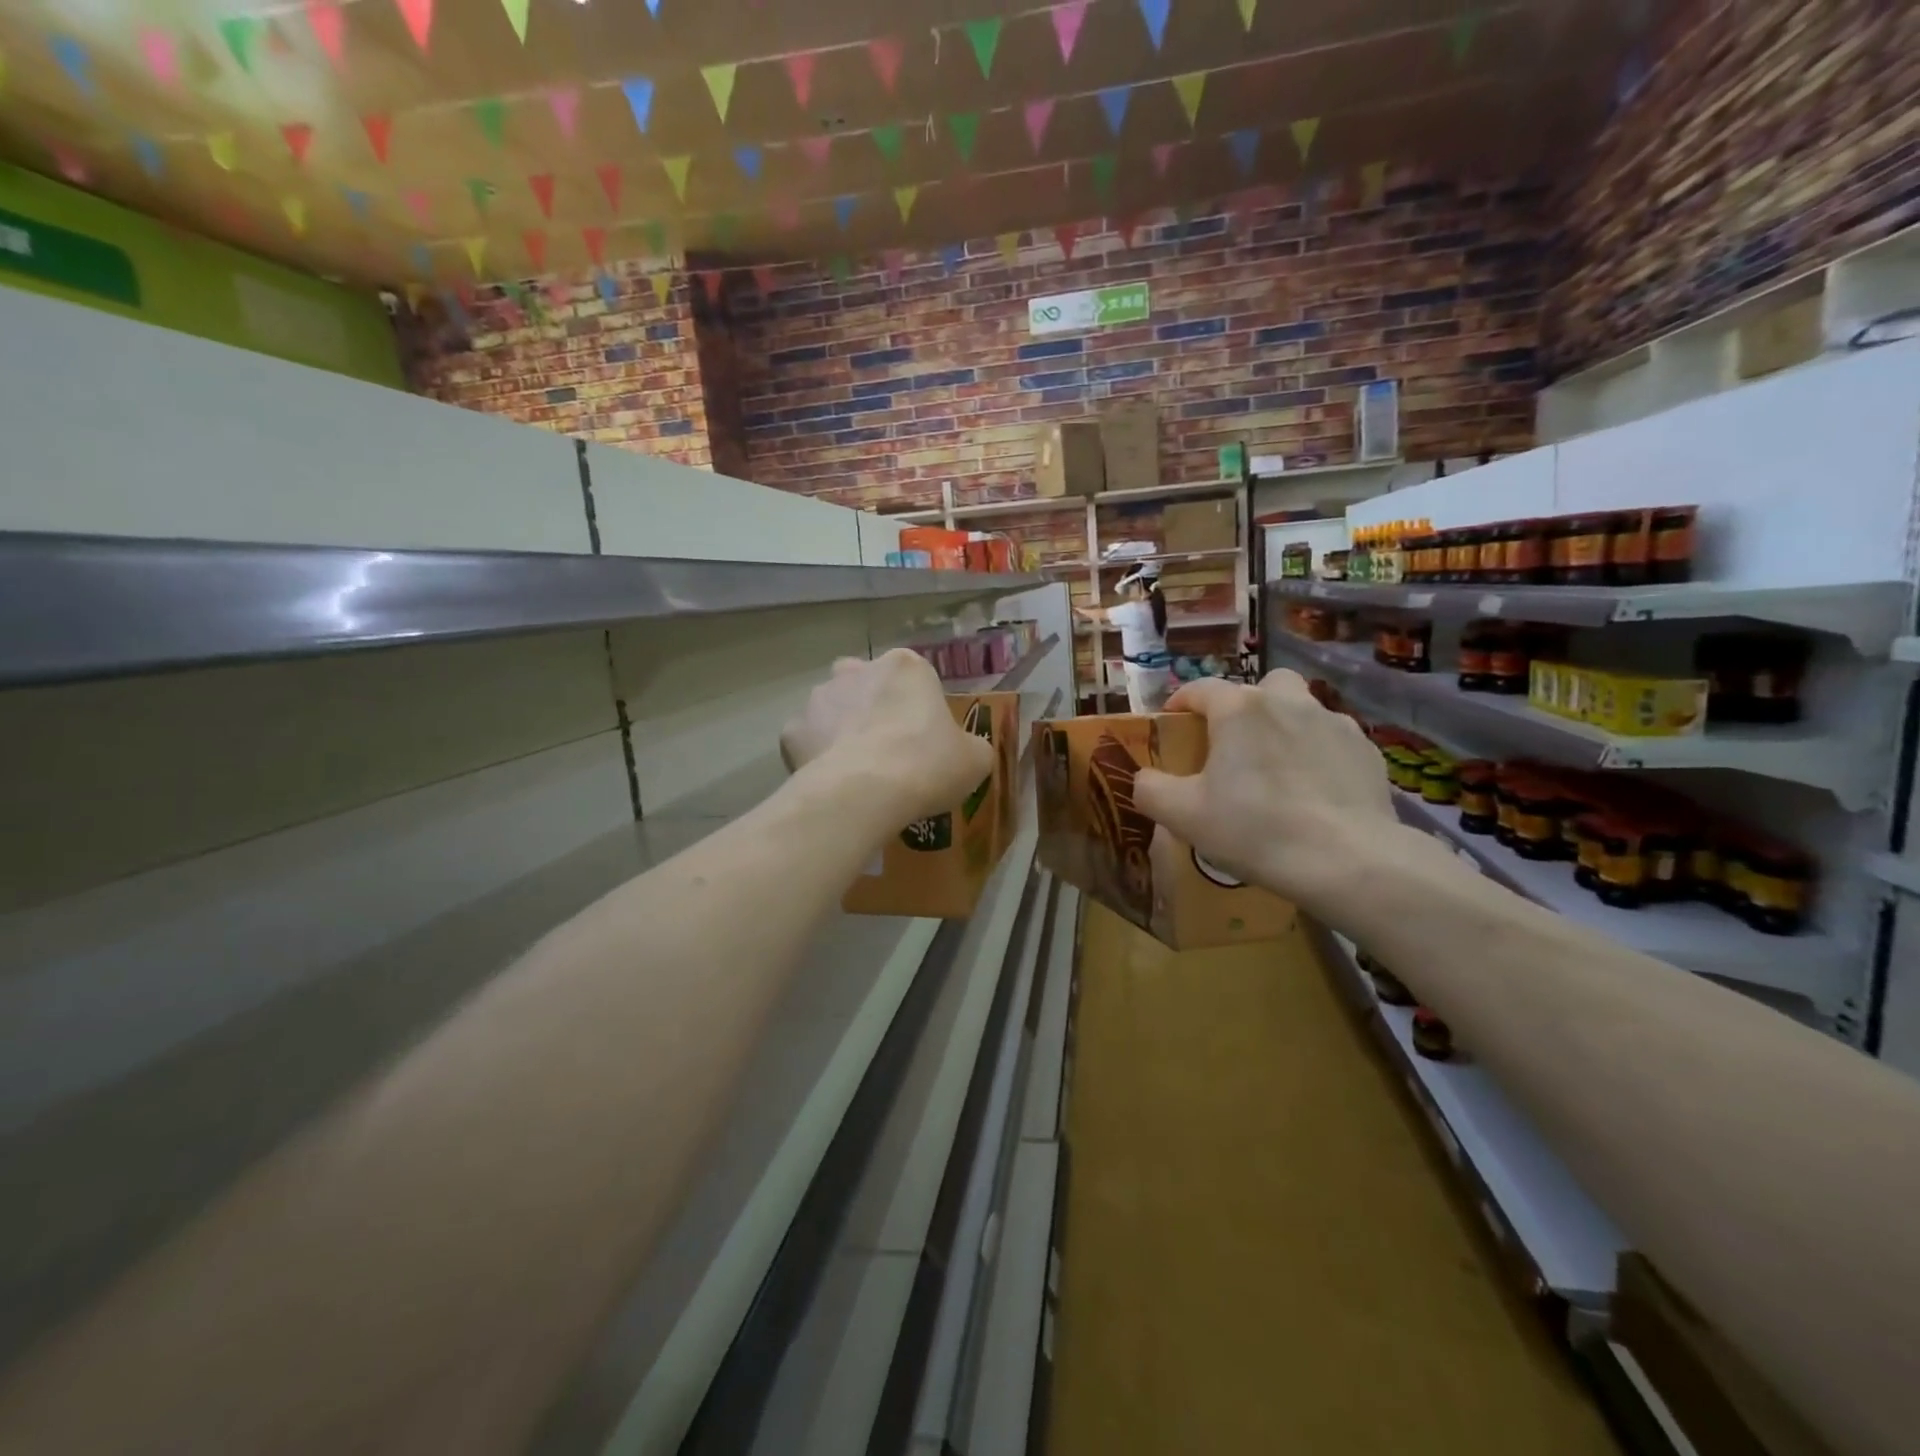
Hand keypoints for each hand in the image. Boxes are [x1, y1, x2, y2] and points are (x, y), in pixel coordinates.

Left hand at [781, 649, 995, 821]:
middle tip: (889, 749)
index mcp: (906, 667)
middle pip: (867, 684)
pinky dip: (816, 758)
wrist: (866, 793)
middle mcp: (857, 670)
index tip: (924, 739)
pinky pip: (807, 742)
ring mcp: (819, 697)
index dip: (919, 707)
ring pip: (832, 709)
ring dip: (842, 730)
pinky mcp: (791, 731)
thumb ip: (970, 747)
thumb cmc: (927, 765)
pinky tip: (832, 783)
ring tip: (858, 771)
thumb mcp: (974, 760)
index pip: (914, 677)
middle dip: (873, 707)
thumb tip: (965, 752)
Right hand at [1131, 671, 1401, 914]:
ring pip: (1301, 709)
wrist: (1347, 861)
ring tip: (1277, 770)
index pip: (1200, 688)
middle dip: (1243, 707)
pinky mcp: (1366, 751)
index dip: (1181, 702)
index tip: (1172, 724)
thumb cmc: (1255, 829)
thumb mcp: (1182, 815)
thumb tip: (1145, 778)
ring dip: (1284, 727)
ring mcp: (1334, 723)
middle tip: (1233, 746)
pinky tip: (1314, 792)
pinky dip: (1318, 755)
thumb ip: (1150, 789)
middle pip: (1259, 687)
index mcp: (1239, 709)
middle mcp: (1287, 702)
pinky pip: (1332, 740)